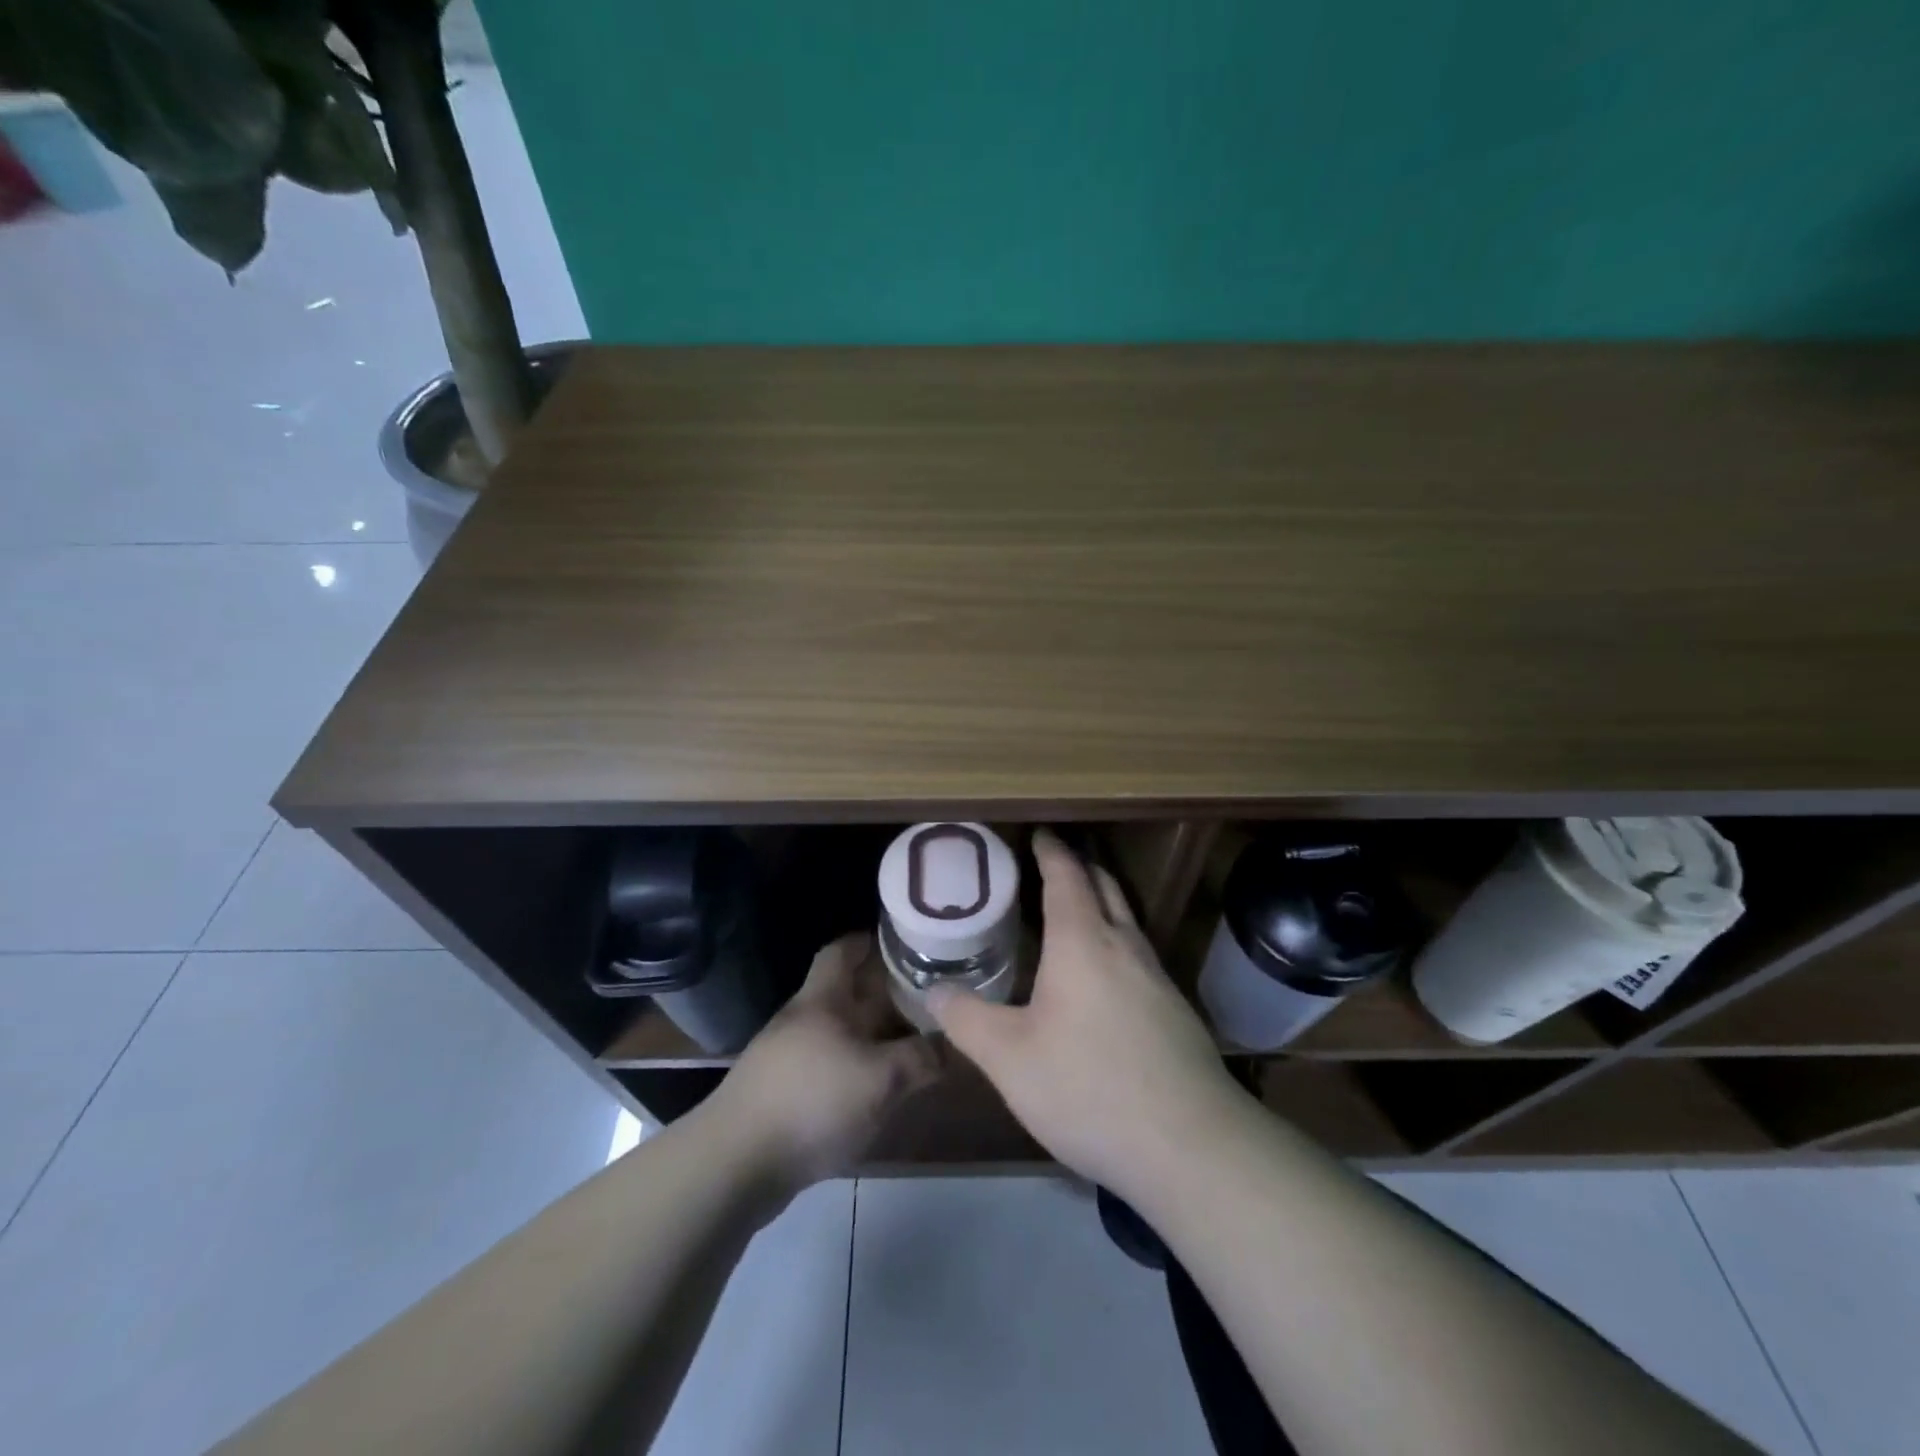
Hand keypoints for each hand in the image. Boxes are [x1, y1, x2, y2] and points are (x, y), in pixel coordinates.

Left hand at [711, 932, 941, 1191]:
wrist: (736, 1165)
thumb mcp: (880, 1078)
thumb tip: (953, 1045)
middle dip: (888, 994)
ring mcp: (791, 1057)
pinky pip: (833, 1067)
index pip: (842, 950)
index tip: (906, 942)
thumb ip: (920, 1058)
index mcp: (822, 999)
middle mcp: (805, 1019)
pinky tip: (883, 1088)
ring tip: (918, 1042)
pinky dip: (861, 1069)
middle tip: (931, 998)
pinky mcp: (786, 1094)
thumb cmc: (812, 1102)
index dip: (871, 941)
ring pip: (844, 1033)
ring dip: (877, 1035)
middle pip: (849, 994)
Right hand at [928, 829, 1246, 1196]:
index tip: (1039, 832)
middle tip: (1052, 864)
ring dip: (1101, 905)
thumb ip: (967, 1020)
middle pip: (1105, 888)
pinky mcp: (1176, 1012)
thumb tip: (933, 990)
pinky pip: (1139, 956)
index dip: (1051, 851)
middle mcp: (1125, 947)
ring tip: (1072, 916)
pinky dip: (1115, 943)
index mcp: (1083, 942)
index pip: (1067, 876)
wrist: (1191, 1145)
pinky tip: (1102, 980)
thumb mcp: (1010, 1059)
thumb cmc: (1089, 1087)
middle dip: (1080, 868)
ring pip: (1127, 922)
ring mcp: (1158, 978)